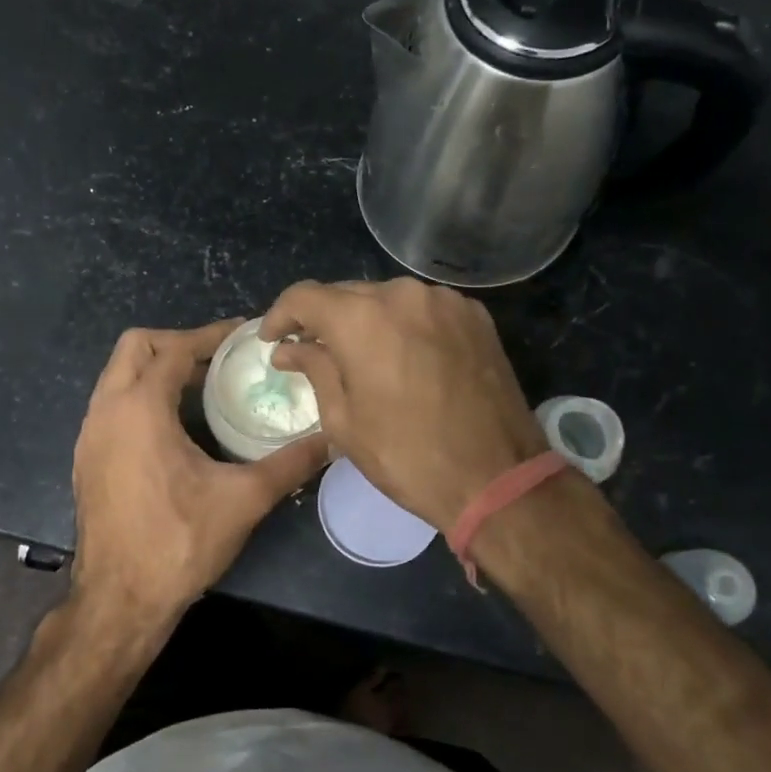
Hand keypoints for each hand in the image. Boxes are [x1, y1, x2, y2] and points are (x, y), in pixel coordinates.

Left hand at [72, 321, 327, 625]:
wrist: (119, 601)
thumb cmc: (179, 543)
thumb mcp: (243, 499)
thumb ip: (289, 464)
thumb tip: (331, 440)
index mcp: (140, 408)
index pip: (174, 348)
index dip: (211, 335)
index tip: (244, 335)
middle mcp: (105, 411)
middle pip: (135, 347)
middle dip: (176, 342)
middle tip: (218, 358)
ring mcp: (88, 435)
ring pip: (117, 376)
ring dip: (156, 369)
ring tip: (201, 387)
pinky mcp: (85, 458)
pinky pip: (111, 405)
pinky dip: (139, 396)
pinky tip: (173, 427)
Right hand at [262, 279, 547, 532]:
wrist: (496, 477)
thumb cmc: (406, 456)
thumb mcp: (344, 420)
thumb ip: (315, 370)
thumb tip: (290, 349)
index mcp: (361, 318)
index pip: (304, 296)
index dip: (281, 315)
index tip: (274, 339)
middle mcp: (403, 294)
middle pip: (348, 294)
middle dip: (325, 320)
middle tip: (313, 352)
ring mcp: (445, 301)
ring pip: (388, 299)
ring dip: (367, 321)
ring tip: (361, 357)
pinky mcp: (475, 316)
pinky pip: (424, 309)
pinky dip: (405, 325)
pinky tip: (404, 357)